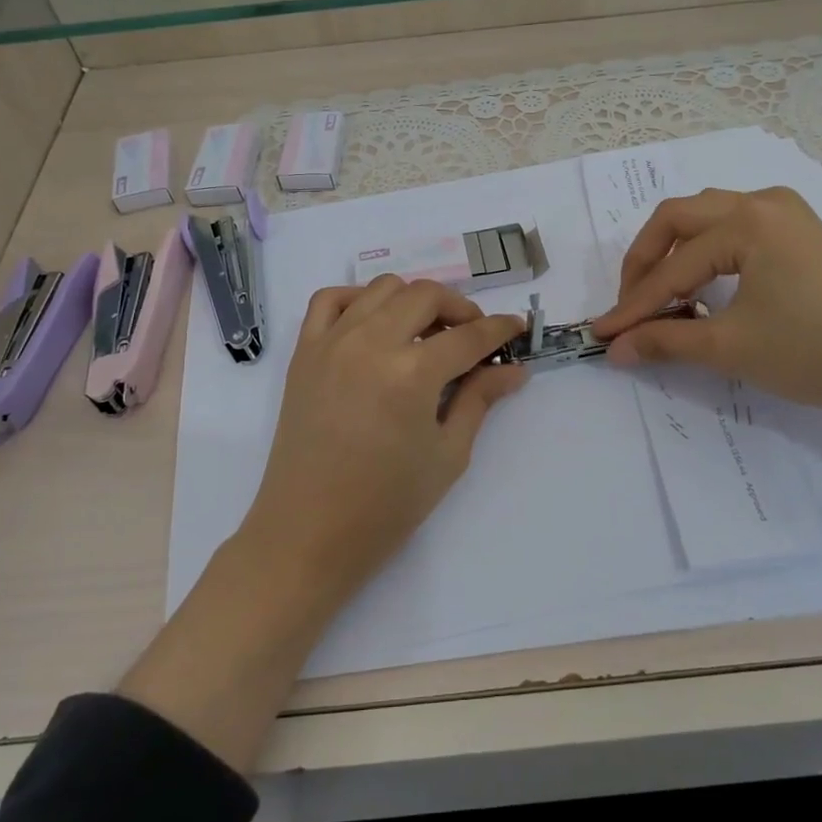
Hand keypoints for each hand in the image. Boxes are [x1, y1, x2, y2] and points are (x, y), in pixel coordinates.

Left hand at [242, 277, 527, 610]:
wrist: (308, 533)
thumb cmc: (386, 506)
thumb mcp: (447, 455)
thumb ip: (479, 400)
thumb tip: (512, 369)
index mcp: (412, 374)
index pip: (469, 335)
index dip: (501, 329)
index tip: (517, 327)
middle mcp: (371, 343)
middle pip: (427, 296)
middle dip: (461, 308)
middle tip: (473, 337)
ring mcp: (332, 343)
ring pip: (383, 288)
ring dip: (414, 300)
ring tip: (426, 333)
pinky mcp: (304, 353)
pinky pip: (329, 300)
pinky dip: (358, 298)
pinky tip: (374, 323)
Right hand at [594, 187, 821, 459]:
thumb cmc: (815, 352)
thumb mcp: (730, 348)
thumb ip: (665, 341)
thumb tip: (615, 349)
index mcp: (746, 223)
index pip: (672, 267)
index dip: (634, 305)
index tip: (603, 334)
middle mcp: (761, 202)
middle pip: (678, 219)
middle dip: (645, 263)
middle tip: (629, 307)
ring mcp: (783, 211)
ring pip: (704, 217)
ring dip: (672, 252)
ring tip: (660, 295)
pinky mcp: (797, 229)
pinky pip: (732, 226)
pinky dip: (704, 251)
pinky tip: (700, 283)